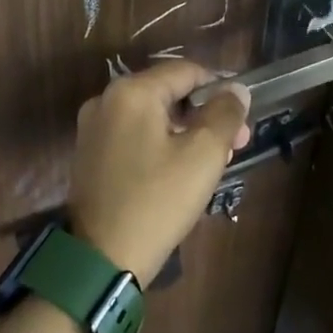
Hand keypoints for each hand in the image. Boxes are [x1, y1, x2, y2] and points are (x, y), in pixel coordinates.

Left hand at [69, 61, 251, 285]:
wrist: (101, 260)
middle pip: (168, 94)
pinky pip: (135, 136)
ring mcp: (93, 128)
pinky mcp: (90, 155)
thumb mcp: (202, 156)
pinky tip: (181, 171)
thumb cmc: (157, 201)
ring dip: (186, 132)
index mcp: (131, 92)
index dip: (219, 89)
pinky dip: (161, 145)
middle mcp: (106, 100)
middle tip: (234, 146)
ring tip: (214, 162)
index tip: (242, 120)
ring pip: (152, 117)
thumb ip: (224, 114)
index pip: (186, 71)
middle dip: (205, 115)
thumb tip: (236, 89)